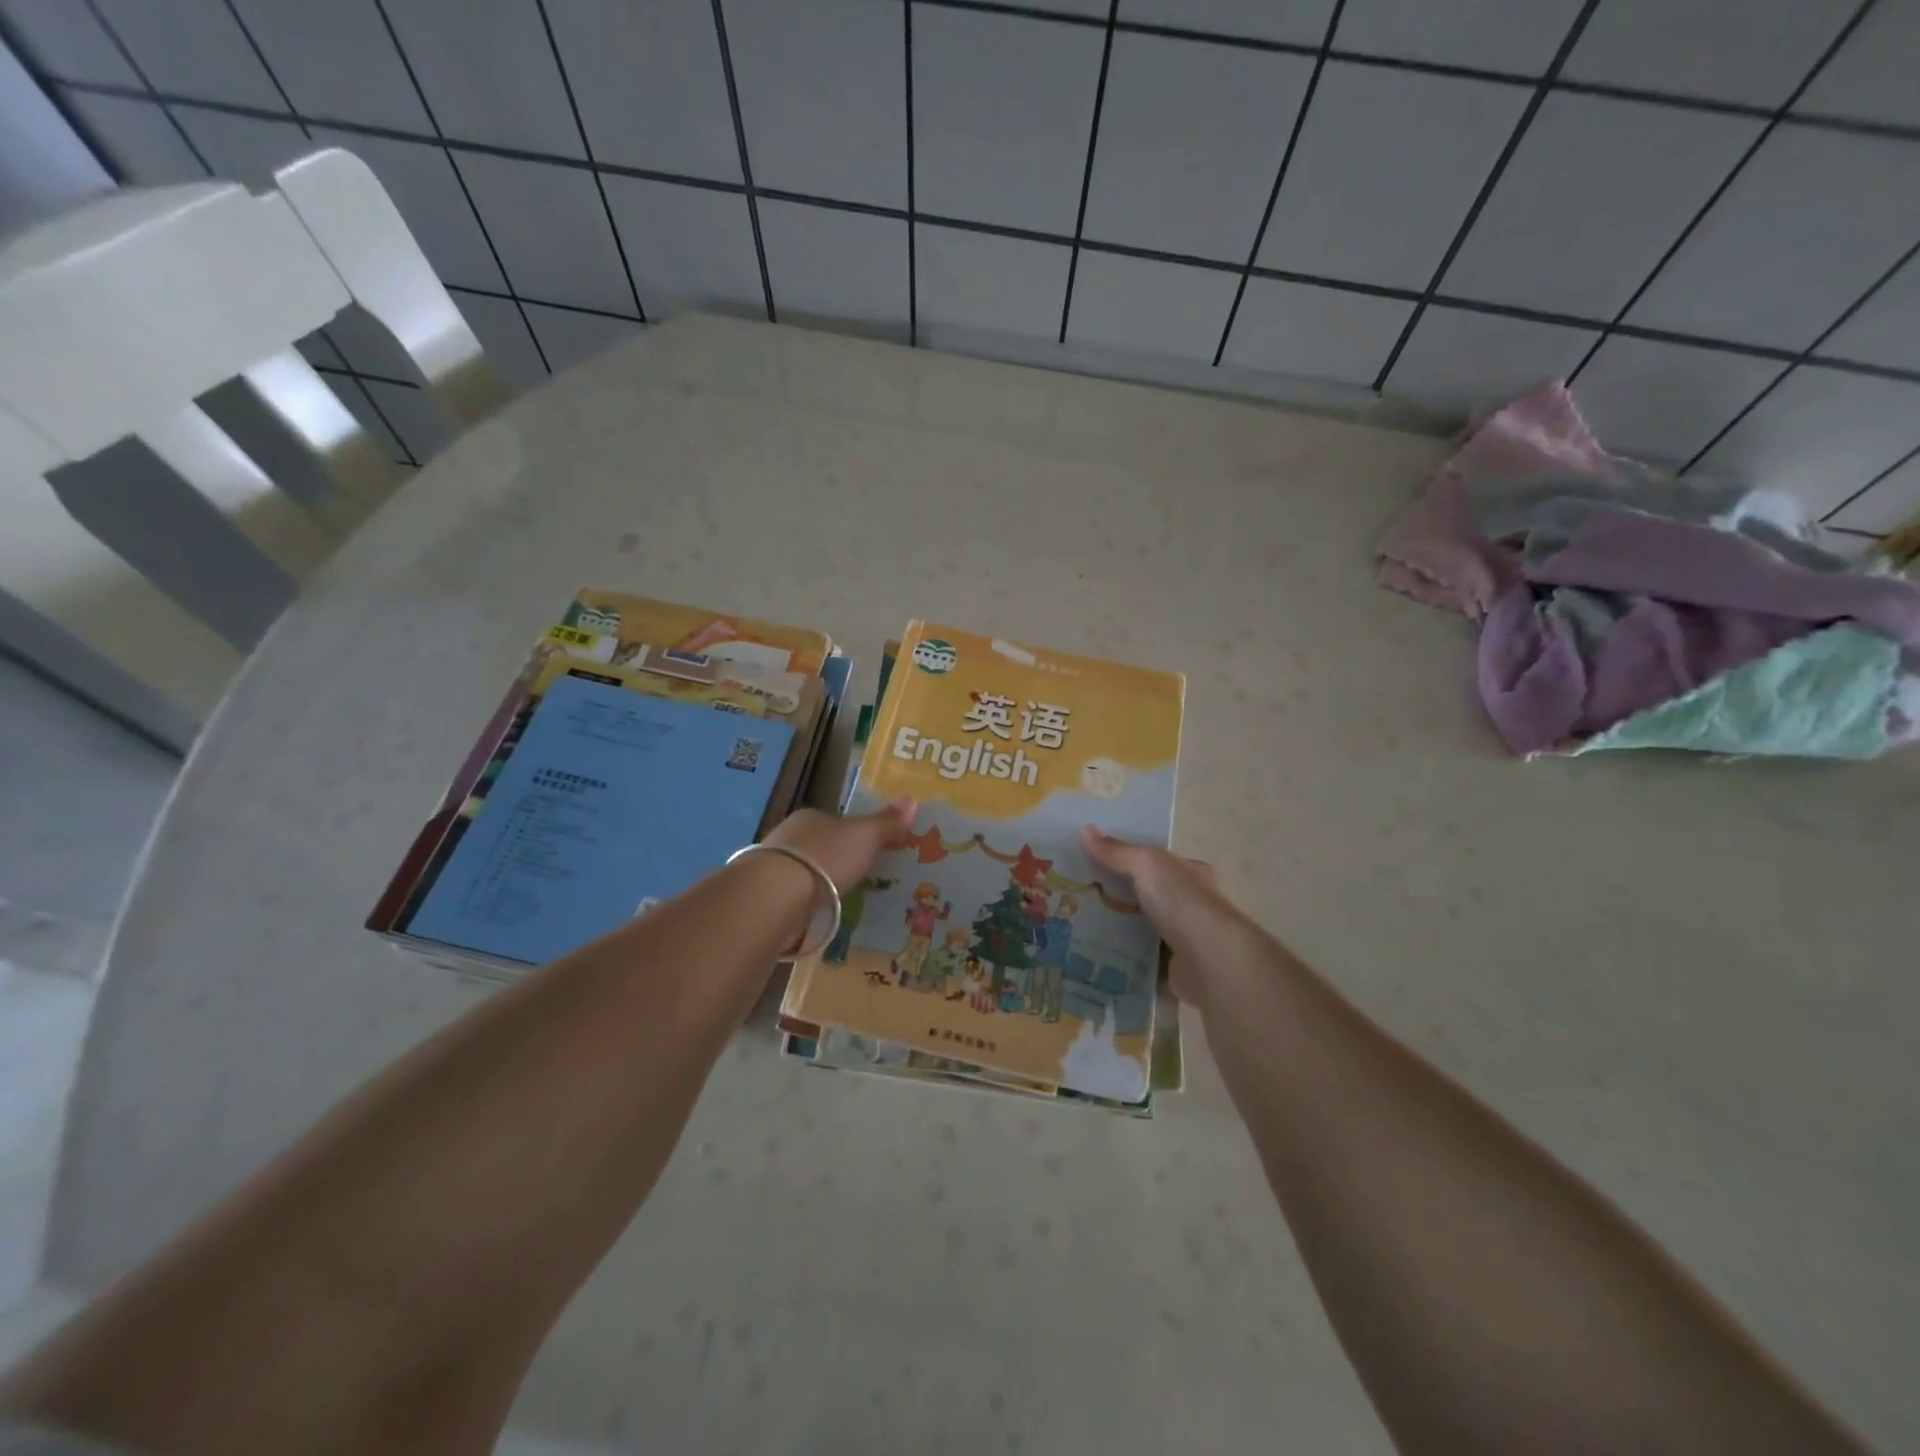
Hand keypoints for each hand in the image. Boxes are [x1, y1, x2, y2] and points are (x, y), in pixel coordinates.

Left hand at [764, 798, 916, 893]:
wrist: (778, 895)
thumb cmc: (826, 857)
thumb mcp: (866, 837)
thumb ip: (887, 822)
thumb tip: (913, 799)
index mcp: (812, 816)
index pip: (837, 821)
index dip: (854, 834)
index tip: (870, 850)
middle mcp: (790, 836)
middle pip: (821, 845)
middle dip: (837, 859)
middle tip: (859, 877)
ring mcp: (775, 867)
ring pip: (806, 871)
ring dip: (820, 882)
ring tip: (841, 899)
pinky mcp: (767, 896)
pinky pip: (795, 896)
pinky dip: (807, 903)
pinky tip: (818, 914)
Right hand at [1082, 827, 1250, 1008]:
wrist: (1210, 961)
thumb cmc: (1182, 902)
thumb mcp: (1146, 864)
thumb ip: (1117, 851)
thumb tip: (1085, 829)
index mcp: (1191, 873)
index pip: (1156, 862)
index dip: (1127, 860)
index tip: (1093, 864)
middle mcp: (1191, 904)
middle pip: (1147, 895)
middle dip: (1117, 896)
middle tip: (1078, 895)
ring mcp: (1184, 938)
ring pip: (1142, 928)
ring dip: (1117, 928)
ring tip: (1078, 924)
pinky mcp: (1174, 968)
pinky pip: (1141, 958)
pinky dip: (1123, 957)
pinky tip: (1095, 953)